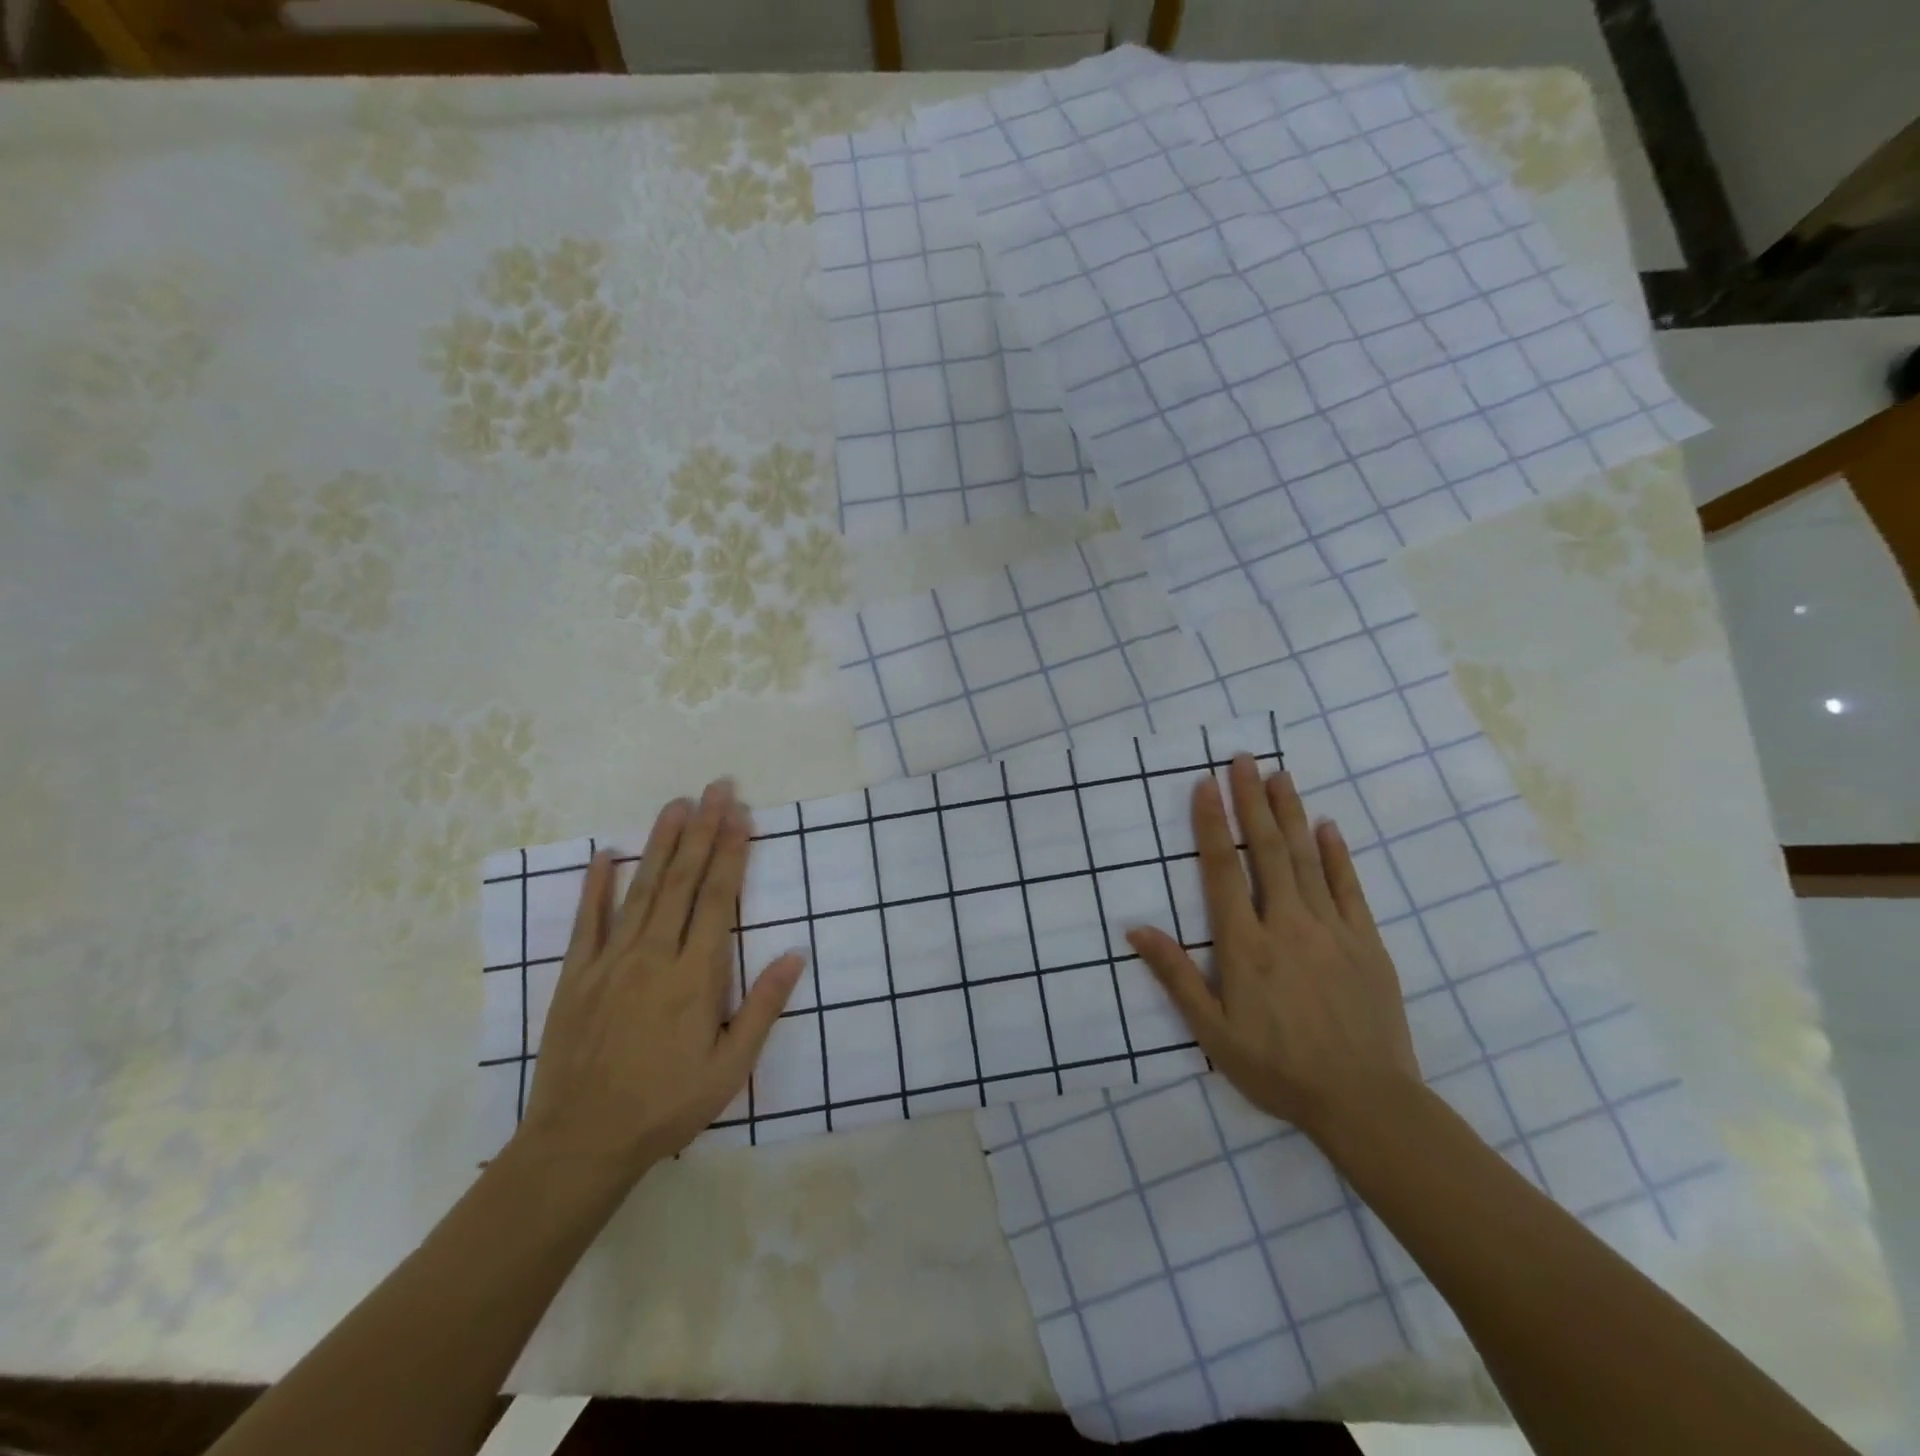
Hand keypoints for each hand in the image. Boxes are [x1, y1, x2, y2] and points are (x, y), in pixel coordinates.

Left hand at [517, 779, 804, 1179]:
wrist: (581, 1142)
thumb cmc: (667, 1105)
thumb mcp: (730, 1067)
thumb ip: (763, 1007)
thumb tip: (796, 954)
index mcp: (695, 976)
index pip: (718, 898)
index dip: (732, 852)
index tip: (741, 814)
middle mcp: (654, 956)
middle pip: (682, 881)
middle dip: (703, 830)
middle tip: (716, 788)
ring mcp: (610, 962)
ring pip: (640, 890)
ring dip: (660, 843)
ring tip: (676, 804)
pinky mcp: (576, 977)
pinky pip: (586, 923)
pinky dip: (595, 886)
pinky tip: (604, 854)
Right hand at [1126, 755, 1423, 1150]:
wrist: (1366, 1102)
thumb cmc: (1277, 1068)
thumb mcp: (1212, 1032)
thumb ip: (1175, 976)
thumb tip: (1135, 928)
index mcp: (1244, 945)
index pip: (1221, 870)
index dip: (1211, 824)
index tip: (1206, 784)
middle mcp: (1286, 924)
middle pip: (1265, 850)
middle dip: (1252, 801)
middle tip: (1243, 758)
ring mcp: (1331, 929)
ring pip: (1305, 858)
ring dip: (1290, 813)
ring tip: (1280, 775)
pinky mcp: (1367, 942)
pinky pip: (1349, 887)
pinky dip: (1336, 854)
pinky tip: (1327, 826)